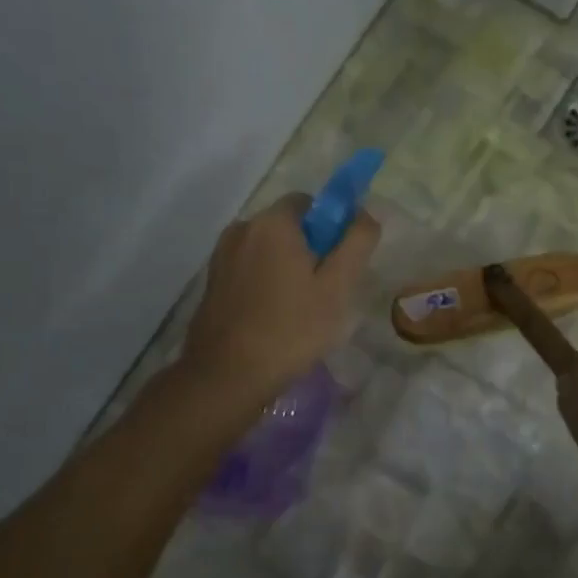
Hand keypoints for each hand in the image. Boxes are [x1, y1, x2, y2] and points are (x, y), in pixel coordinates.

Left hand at [181, 194, 379, 400]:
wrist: (227, 375)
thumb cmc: (290, 329)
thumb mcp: (337, 287)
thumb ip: (357, 243)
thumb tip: (365, 213)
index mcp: (272, 222)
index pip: (310, 202)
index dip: (331, 226)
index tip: (341, 262)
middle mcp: (242, 228)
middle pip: (287, 226)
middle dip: (310, 249)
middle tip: (326, 291)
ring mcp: (222, 256)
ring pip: (267, 250)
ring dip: (287, 268)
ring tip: (301, 309)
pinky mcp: (212, 282)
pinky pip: (249, 269)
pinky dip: (266, 282)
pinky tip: (275, 317)